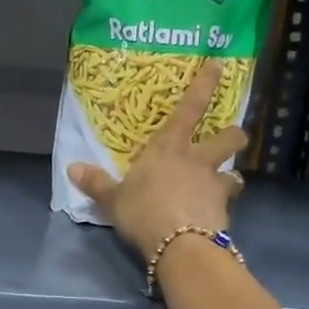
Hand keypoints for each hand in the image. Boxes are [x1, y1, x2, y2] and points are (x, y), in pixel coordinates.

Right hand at [66, 61, 247, 257]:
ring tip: (223, 184)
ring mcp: (215, 185)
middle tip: (229, 138)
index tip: (219, 64)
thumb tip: (72, 168)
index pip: (191, 107)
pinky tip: (212, 217)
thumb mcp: (113, 199)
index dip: (205, 83)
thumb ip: (96, 183)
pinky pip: (228, 204)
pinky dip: (222, 208)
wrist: (180, 245)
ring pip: (236, 172)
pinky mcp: (225, 212)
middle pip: (230, 137)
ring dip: (231, 175)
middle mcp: (198, 160)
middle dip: (233, 134)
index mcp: (170, 147)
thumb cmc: (144, 210)